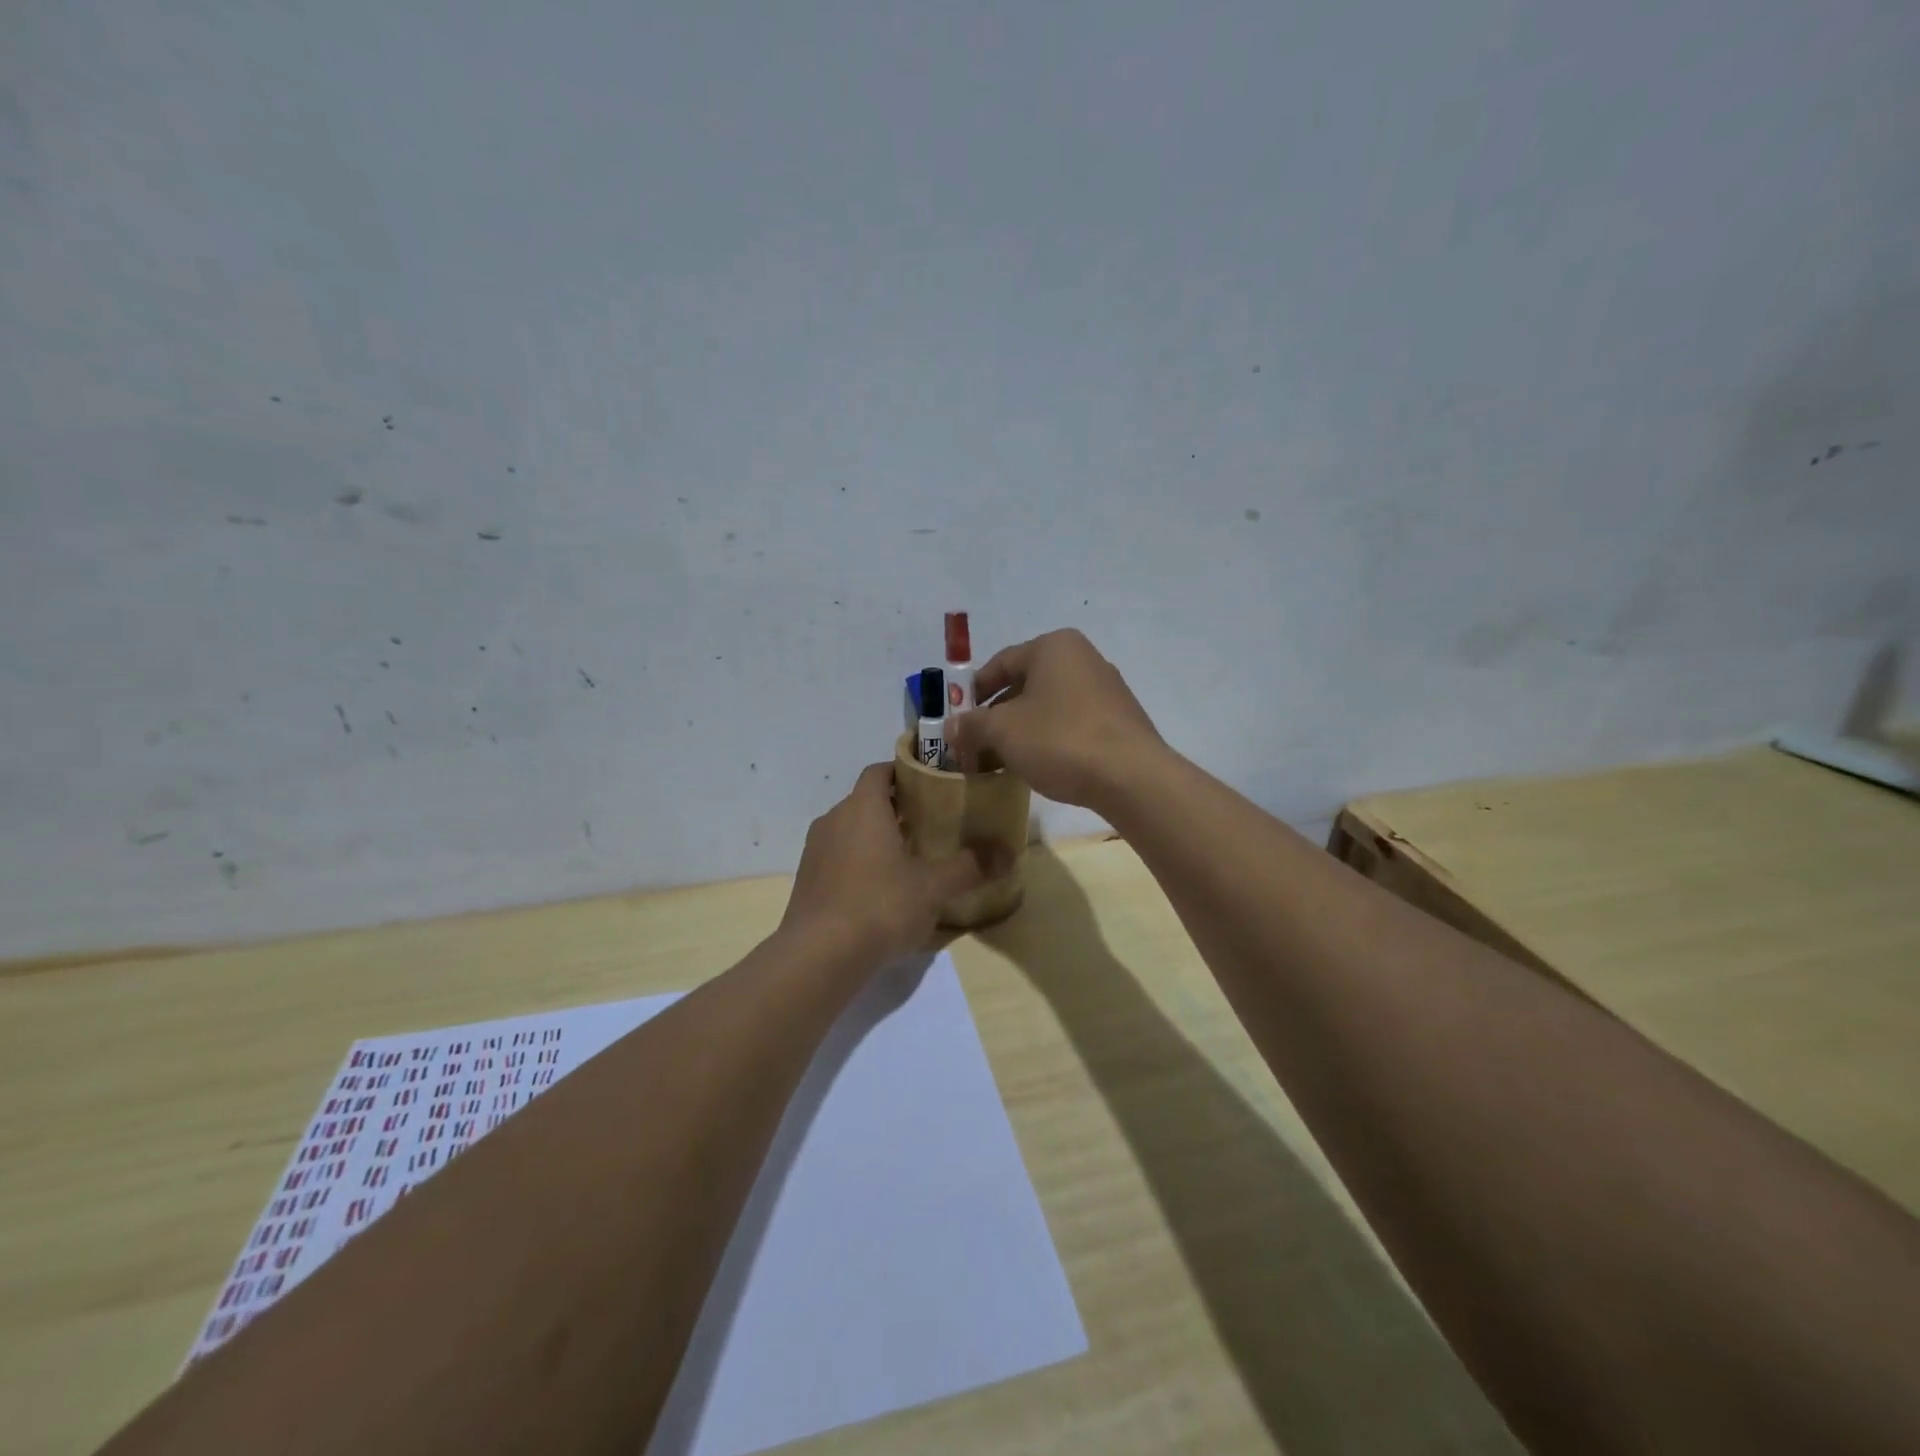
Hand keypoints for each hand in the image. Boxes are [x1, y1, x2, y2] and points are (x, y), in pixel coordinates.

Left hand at [780, 763, 1000, 962]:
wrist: (819, 956)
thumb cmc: (880, 905)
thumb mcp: (934, 886)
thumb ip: (971, 866)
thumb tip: (1009, 854)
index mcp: (862, 807)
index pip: (880, 771)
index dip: (905, 772)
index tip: (932, 786)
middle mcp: (834, 819)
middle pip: (867, 801)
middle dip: (897, 809)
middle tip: (932, 825)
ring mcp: (815, 851)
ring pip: (851, 831)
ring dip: (877, 838)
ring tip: (910, 859)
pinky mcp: (807, 881)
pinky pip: (838, 858)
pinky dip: (859, 864)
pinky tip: (882, 891)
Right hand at [946, 629, 1164, 809]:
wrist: (1131, 777)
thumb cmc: (1059, 739)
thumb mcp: (1003, 731)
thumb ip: (972, 725)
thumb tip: (951, 727)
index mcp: (1054, 647)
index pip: (1000, 663)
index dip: (973, 691)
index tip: (957, 718)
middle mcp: (1083, 658)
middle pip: (1025, 683)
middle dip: (997, 714)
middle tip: (976, 742)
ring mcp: (1106, 689)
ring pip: (1049, 705)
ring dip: (1022, 729)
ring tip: (1003, 758)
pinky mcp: (1119, 719)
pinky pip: (1072, 722)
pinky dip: (1050, 738)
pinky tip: (1039, 764)